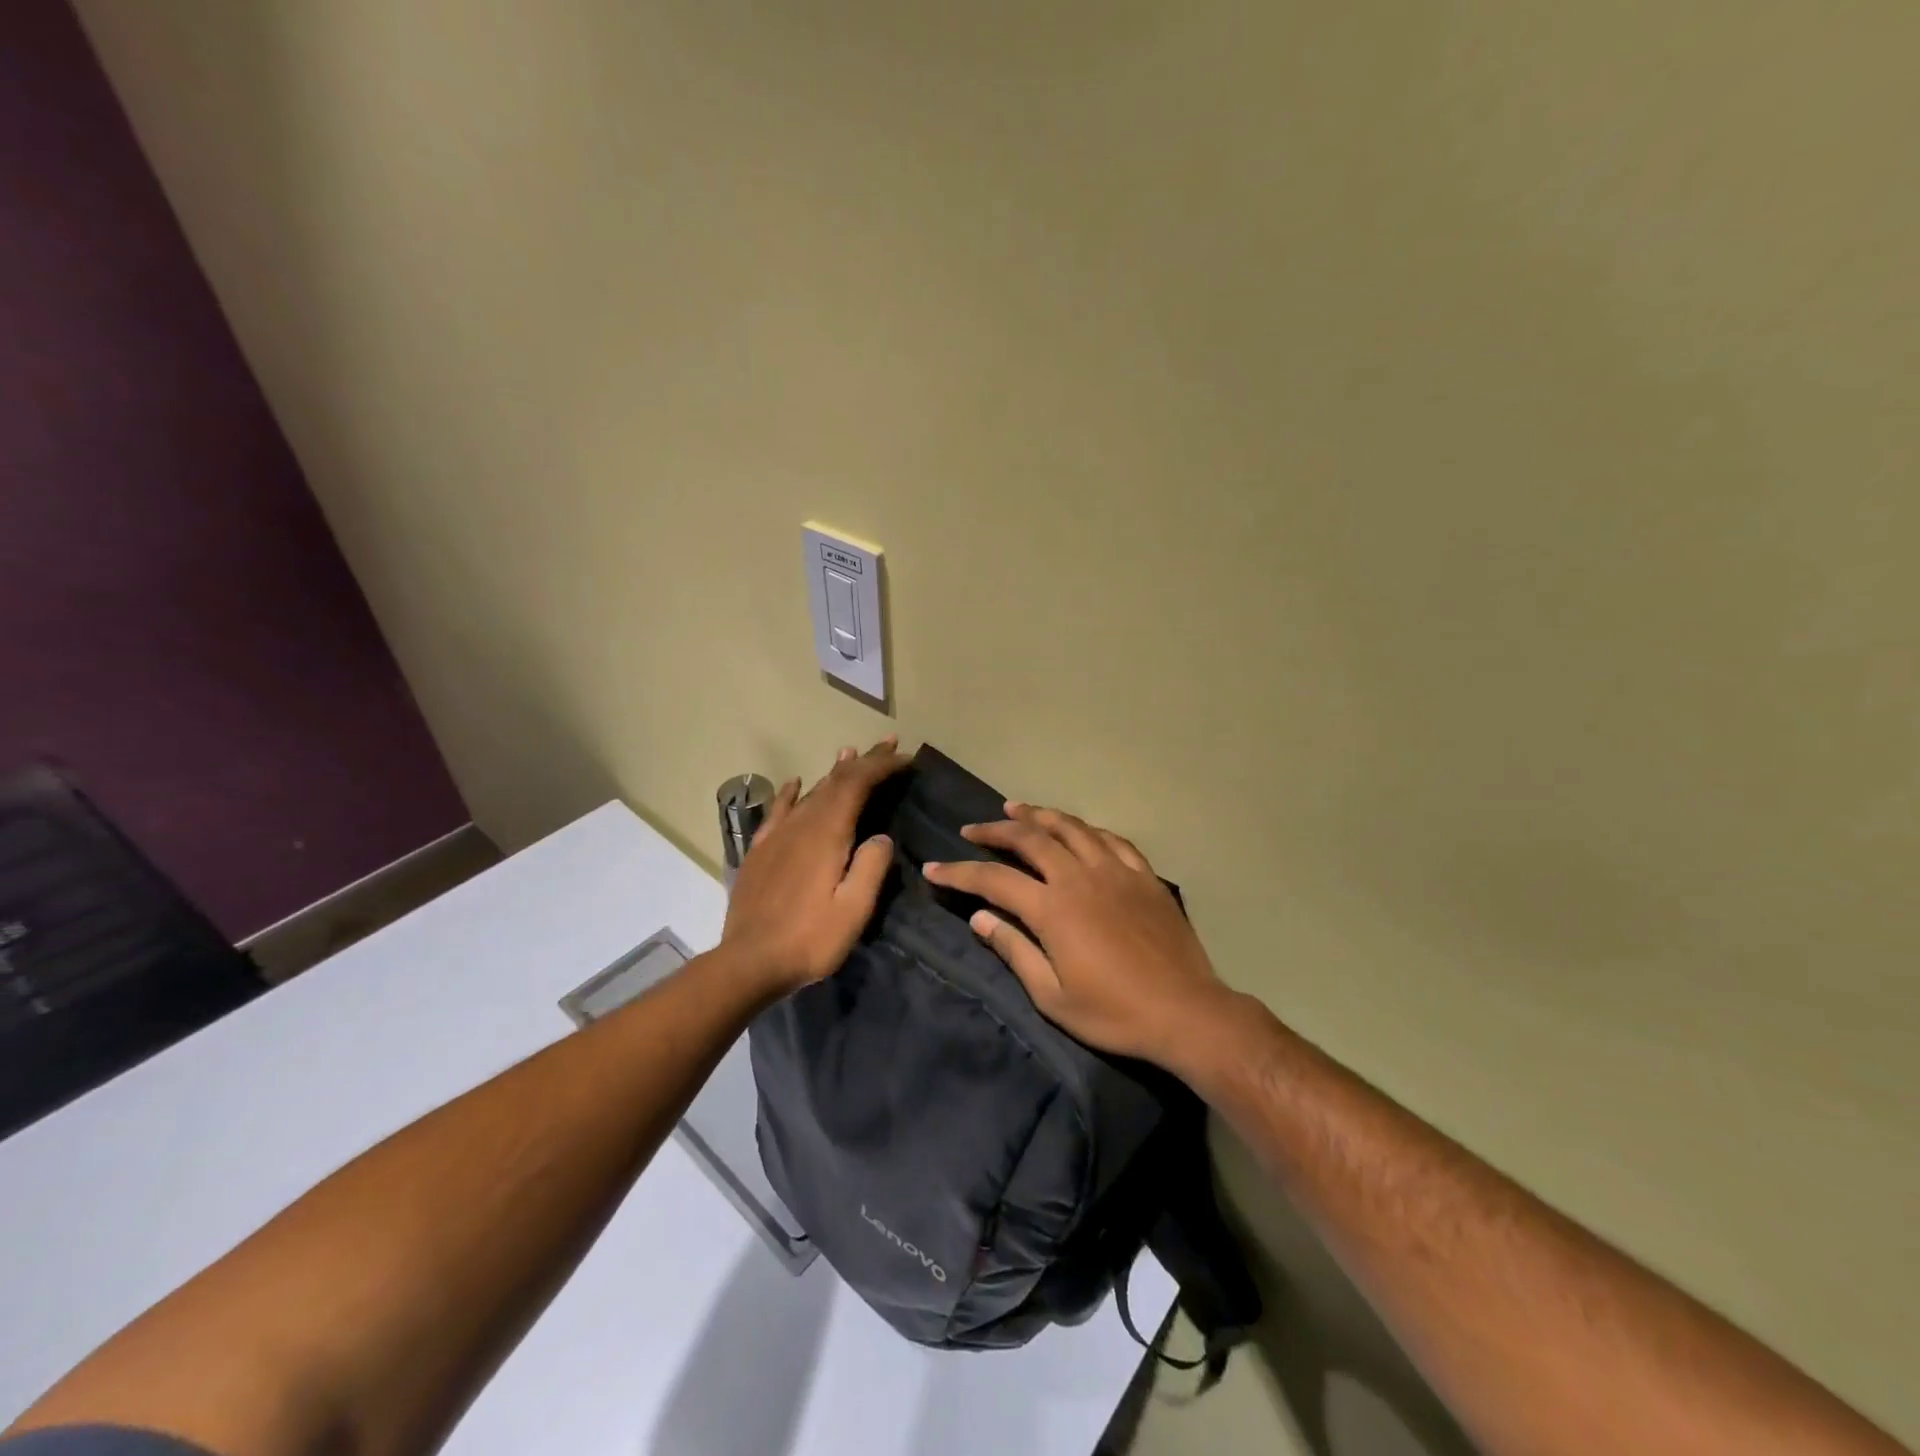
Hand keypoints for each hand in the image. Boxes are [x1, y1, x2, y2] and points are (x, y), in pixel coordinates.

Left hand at [721, 737, 907, 994]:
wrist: (748, 962)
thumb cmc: (809, 939)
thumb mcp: (854, 909)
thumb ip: (871, 867)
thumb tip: (881, 836)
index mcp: (827, 834)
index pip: (857, 785)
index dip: (882, 767)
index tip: (905, 758)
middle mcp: (801, 824)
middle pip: (836, 782)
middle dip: (865, 761)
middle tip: (889, 743)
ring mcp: (777, 835)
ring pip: (810, 791)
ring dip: (834, 772)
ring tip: (851, 753)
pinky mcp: (760, 851)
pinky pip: (779, 810)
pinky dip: (792, 792)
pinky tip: (796, 783)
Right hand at [922, 803, 1239, 1069]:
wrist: (1185, 1012)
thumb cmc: (1114, 1012)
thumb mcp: (1052, 996)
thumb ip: (1014, 950)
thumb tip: (980, 918)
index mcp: (1053, 908)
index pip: (994, 879)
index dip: (959, 872)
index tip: (934, 868)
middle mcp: (1080, 877)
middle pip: (1030, 839)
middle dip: (995, 831)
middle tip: (972, 828)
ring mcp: (1115, 871)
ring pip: (1071, 828)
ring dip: (1039, 816)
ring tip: (1016, 809)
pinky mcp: (1144, 876)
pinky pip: (1111, 839)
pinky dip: (1087, 829)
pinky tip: (1078, 829)